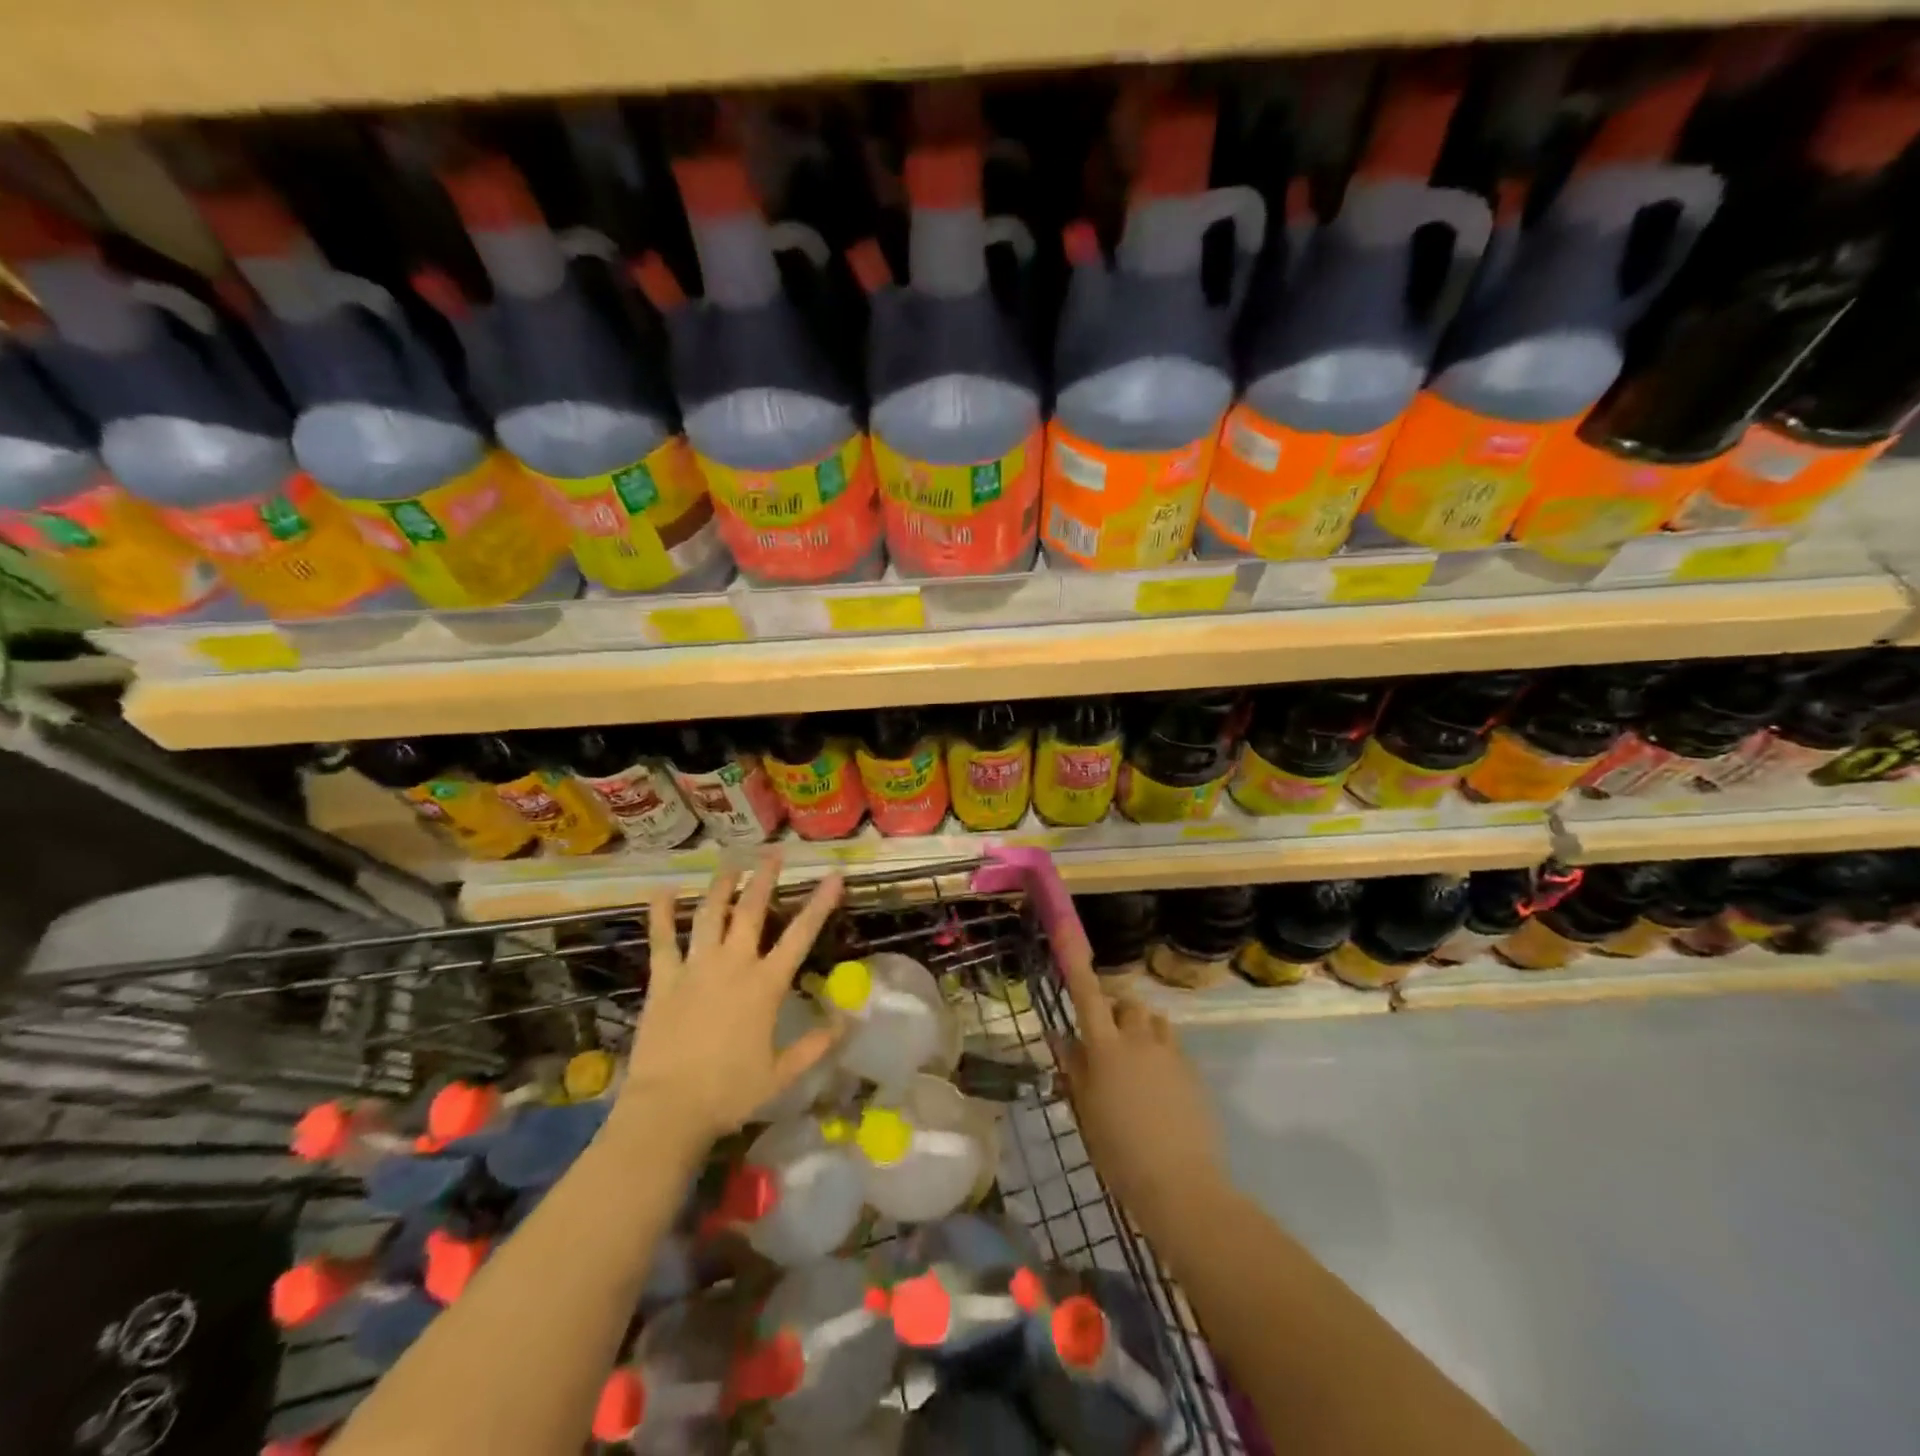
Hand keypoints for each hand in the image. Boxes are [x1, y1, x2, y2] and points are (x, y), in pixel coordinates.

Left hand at [616, 854, 842, 1151]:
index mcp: (766, 985)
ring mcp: (696, 968)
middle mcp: (733, 964)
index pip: (801, 935)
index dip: (820, 903)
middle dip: (765, 879)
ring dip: (722, 886)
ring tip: (730, 863)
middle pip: (752, 911)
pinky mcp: (663, 979)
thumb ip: (814, 1046)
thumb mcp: (781, 1074)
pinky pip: (662, 940)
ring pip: (710, 915)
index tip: (833, 876)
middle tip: (773, 854)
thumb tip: (845, 1024)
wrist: (669, 1108)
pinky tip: (664, 892)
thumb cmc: (730, 1093)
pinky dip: (662, 914)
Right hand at [1056, 932, 1228, 1243]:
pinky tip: (1156, 1090)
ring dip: (1139, 1030)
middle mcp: (1139, 1040)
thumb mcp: (1085, 1110)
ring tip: (1133, 1065)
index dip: (1075, 962)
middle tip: (1103, 1043)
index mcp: (1106, 1048)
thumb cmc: (1119, 1151)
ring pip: (1152, 1021)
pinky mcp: (1192, 1071)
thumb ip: (1074, 1067)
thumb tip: (1059, 1036)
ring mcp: (1170, 1054)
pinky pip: (1171, 1046)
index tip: (1067, 931)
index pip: (1087, 995)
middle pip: (1126, 1003)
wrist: (1180, 1185)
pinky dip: (1159, 1054)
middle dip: (1114, 1010)